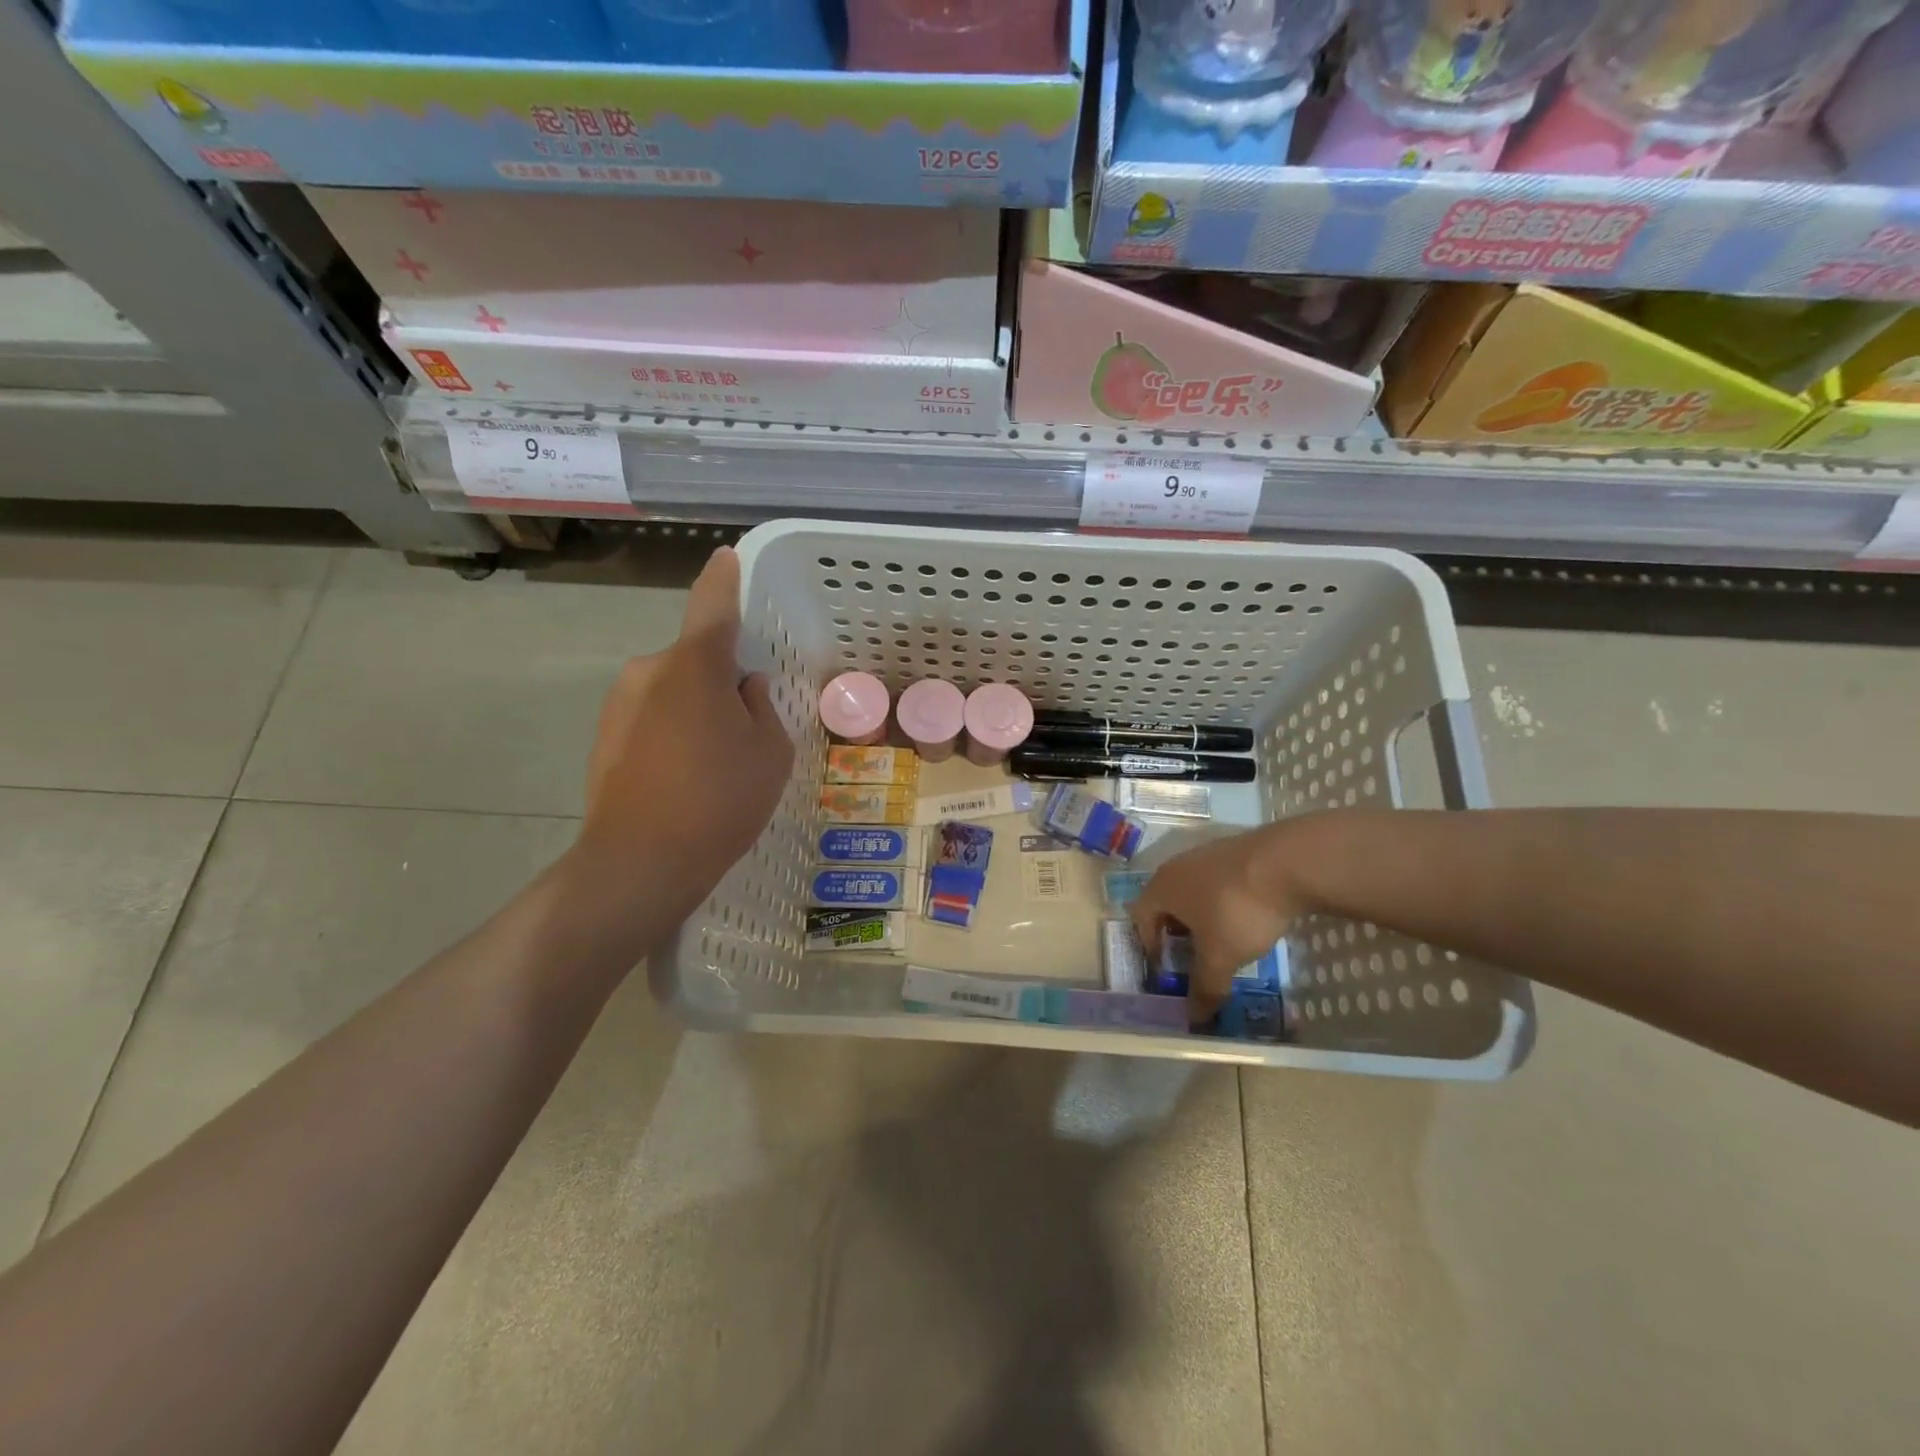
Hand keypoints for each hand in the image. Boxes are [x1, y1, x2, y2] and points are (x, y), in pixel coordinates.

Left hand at [569, 547, 792, 937]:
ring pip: (673, 691)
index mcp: (695, 665)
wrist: (639, 863)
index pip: (713, 605)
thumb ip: (762, 708)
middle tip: (746, 729)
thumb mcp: (770, 752)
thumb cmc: (720, 800)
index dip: (724, 579)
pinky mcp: (603, 737)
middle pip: (695, 660)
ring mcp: (619, 704)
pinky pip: (651, 718)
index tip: (726, 556)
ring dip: (696, 710)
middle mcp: (649, 671)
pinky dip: (672, 733)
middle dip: (721, 680)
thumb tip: (744, 689)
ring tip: (715, 765)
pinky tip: (685, 780)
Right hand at [1130, 828, 1301, 1021]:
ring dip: (1202, 917)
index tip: (1167, 969)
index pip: (1140, 918)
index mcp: (1162, 888)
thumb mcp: (1220, 957)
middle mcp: (1178, 866)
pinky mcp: (1238, 851)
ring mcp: (1209, 854)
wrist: (1287, 863)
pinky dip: (1226, 903)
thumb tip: (1194, 1018)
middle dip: (1177, 933)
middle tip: (1194, 958)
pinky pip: (1221, 883)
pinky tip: (1248, 918)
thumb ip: (1205, 987)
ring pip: (1195, 892)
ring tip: (1223, 941)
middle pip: (1167, 903)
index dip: (1150, 947)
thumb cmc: (1237, 910)